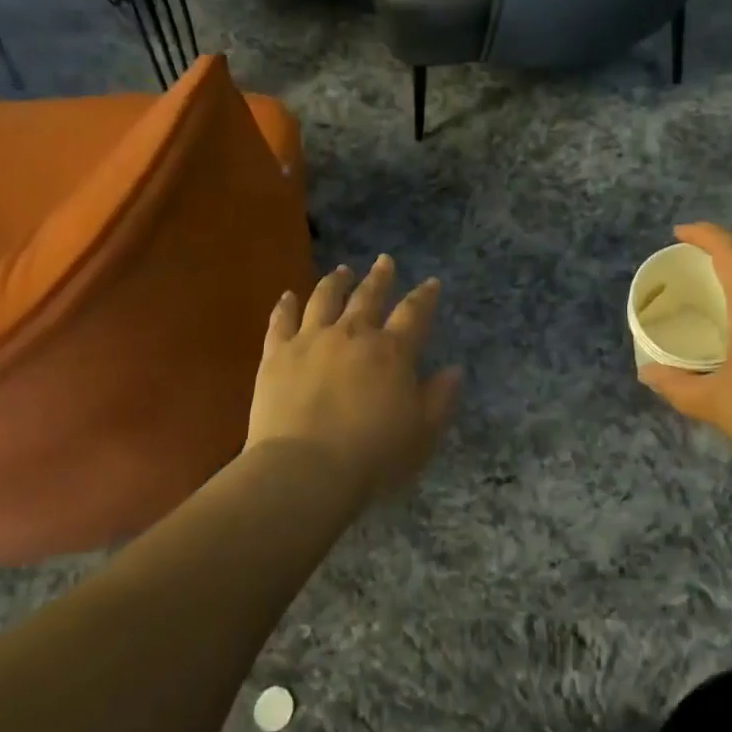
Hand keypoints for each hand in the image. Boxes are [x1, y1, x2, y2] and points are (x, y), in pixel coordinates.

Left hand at [246, 255, 461, 502]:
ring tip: (341, 271)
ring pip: (324, 299)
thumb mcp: (422, 433)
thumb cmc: (373, 455)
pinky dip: (286, 306)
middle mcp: (352, 335)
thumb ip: (440, 398)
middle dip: (380, 277)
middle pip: (368, 297)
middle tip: (384, 261)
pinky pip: (281, 322)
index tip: (431, 283)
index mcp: (392, 352)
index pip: (414, 314)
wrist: (305, 470)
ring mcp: (311, 340)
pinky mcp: (276, 355)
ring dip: (335, 282)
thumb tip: (454, 369)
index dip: (425, 297)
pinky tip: (288, 296)